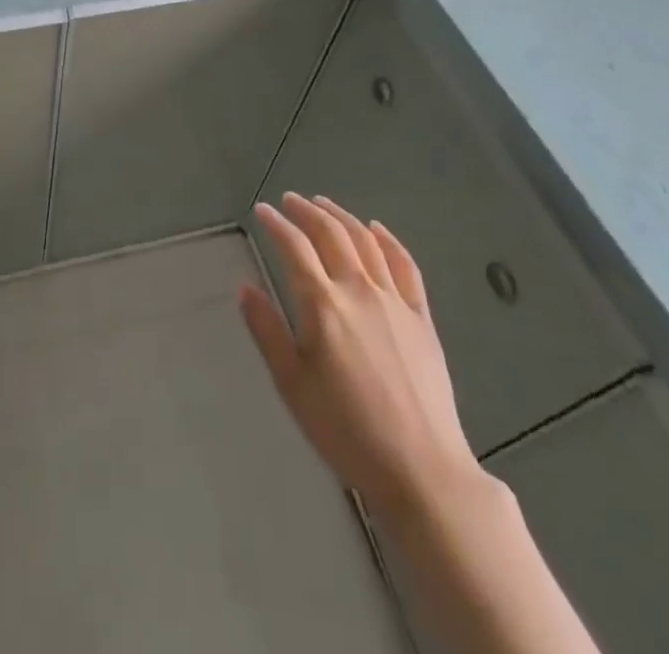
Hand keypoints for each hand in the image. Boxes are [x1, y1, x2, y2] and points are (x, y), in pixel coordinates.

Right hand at [240, 193, 481, 514]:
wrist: (421, 468)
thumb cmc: (345, 429)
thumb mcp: (291, 384)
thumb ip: (267, 331)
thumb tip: (246, 288)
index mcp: (323, 304)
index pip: (294, 247)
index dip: (276, 224)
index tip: (262, 210)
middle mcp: (358, 289)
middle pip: (331, 234)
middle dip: (307, 211)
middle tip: (290, 200)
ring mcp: (394, 300)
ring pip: (366, 241)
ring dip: (342, 216)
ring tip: (324, 203)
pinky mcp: (422, 317)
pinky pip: (405, 265)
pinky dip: (388, 240)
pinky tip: (377, 229)